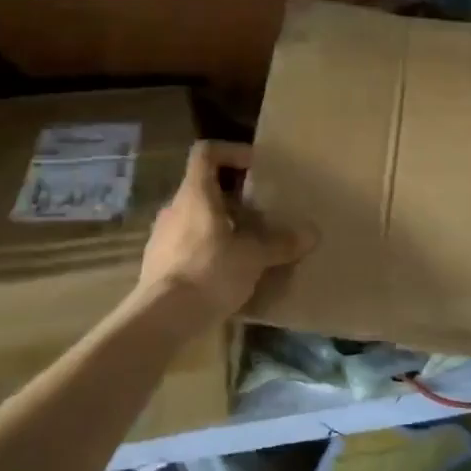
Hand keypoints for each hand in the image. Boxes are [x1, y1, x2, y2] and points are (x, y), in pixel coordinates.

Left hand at [139, 141, 310, 317]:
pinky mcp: (158, 264)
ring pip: (196, 217)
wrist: (161, 318)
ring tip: (248, 245)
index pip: (206, 153)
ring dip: (222, 225)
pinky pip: (188, 244)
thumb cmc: (209, 272)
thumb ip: (281, 243)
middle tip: (261, 213)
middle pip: (204, 188)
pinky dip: (209, 249)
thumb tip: (312, 234)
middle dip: (234, 197)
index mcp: (195, 194)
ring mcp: (162, 236)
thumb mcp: (254, 257)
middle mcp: (174, 208)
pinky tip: (227, 272)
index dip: (231, 151)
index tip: (255, 166)